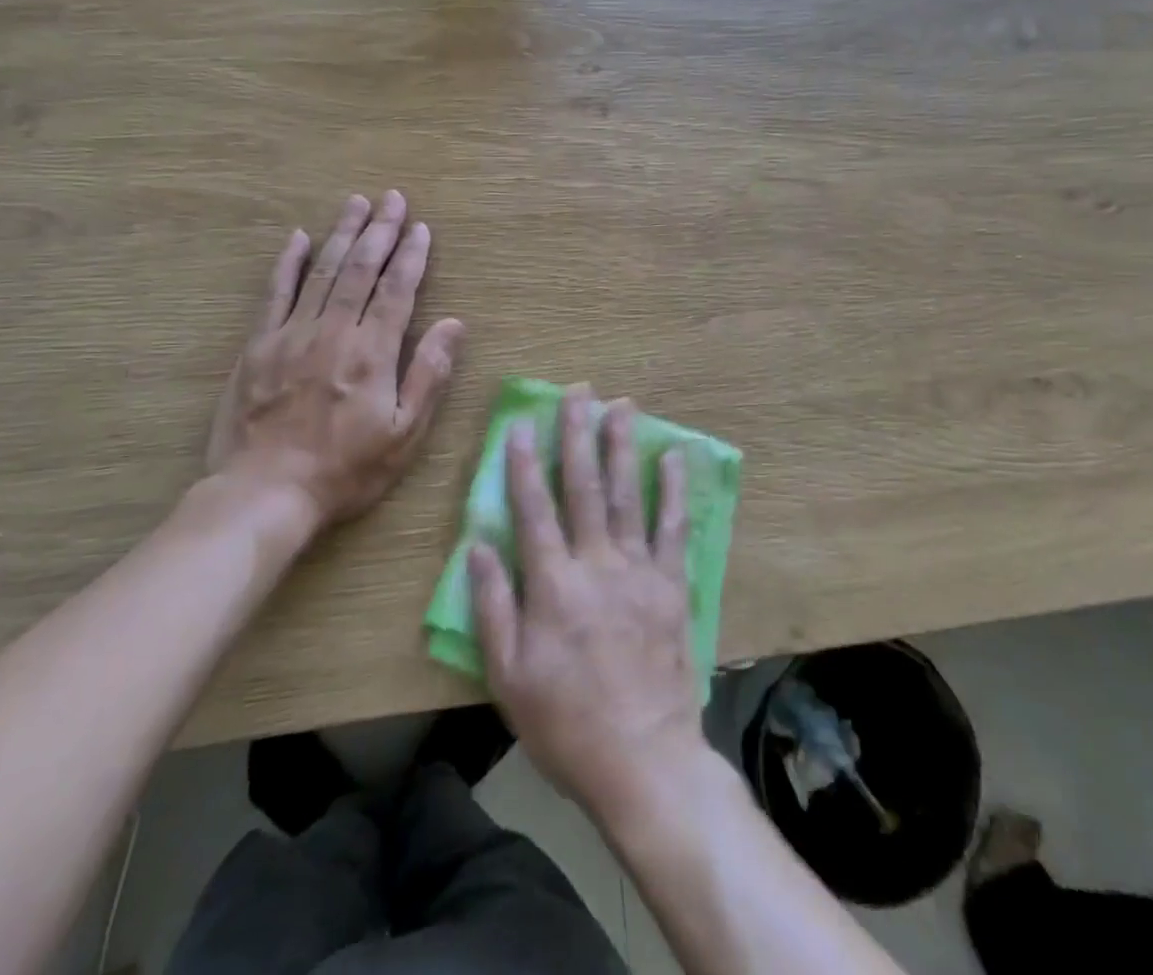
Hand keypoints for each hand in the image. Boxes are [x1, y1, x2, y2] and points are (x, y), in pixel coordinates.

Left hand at [204, 191, 464, 533]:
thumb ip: (429, 374)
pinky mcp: (258, 346)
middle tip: (392, 198)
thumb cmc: (346, 469)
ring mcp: (291, 334)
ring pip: (321, 272)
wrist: (265, 493)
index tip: (420, 227)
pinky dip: (287, 263)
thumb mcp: (405, 433)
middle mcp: (333, 332)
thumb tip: (455, 324)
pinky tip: (297, 237)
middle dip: (380, 231)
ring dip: (342, 234)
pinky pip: (274, 293)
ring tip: (356, 203)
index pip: (397, 290)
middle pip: (360, 270)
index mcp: (372, 352)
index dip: (411, 256)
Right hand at [471, 385, 705, 822]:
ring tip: (622, 405)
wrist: (643, 760)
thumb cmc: (565, 722)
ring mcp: (638, 571)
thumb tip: (477, 545)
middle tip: (579, 392)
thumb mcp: (508, 675)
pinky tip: (675, 456)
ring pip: (628, 495)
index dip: (525, 463)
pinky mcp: (671, 585)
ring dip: (622, 447)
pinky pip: (673, 527)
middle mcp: (595, 564)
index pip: (533, 509)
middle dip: (578, 435)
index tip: (523, 423)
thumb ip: (493, 606)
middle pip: (584, 487)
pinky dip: (674, 489)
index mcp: (552, 585)